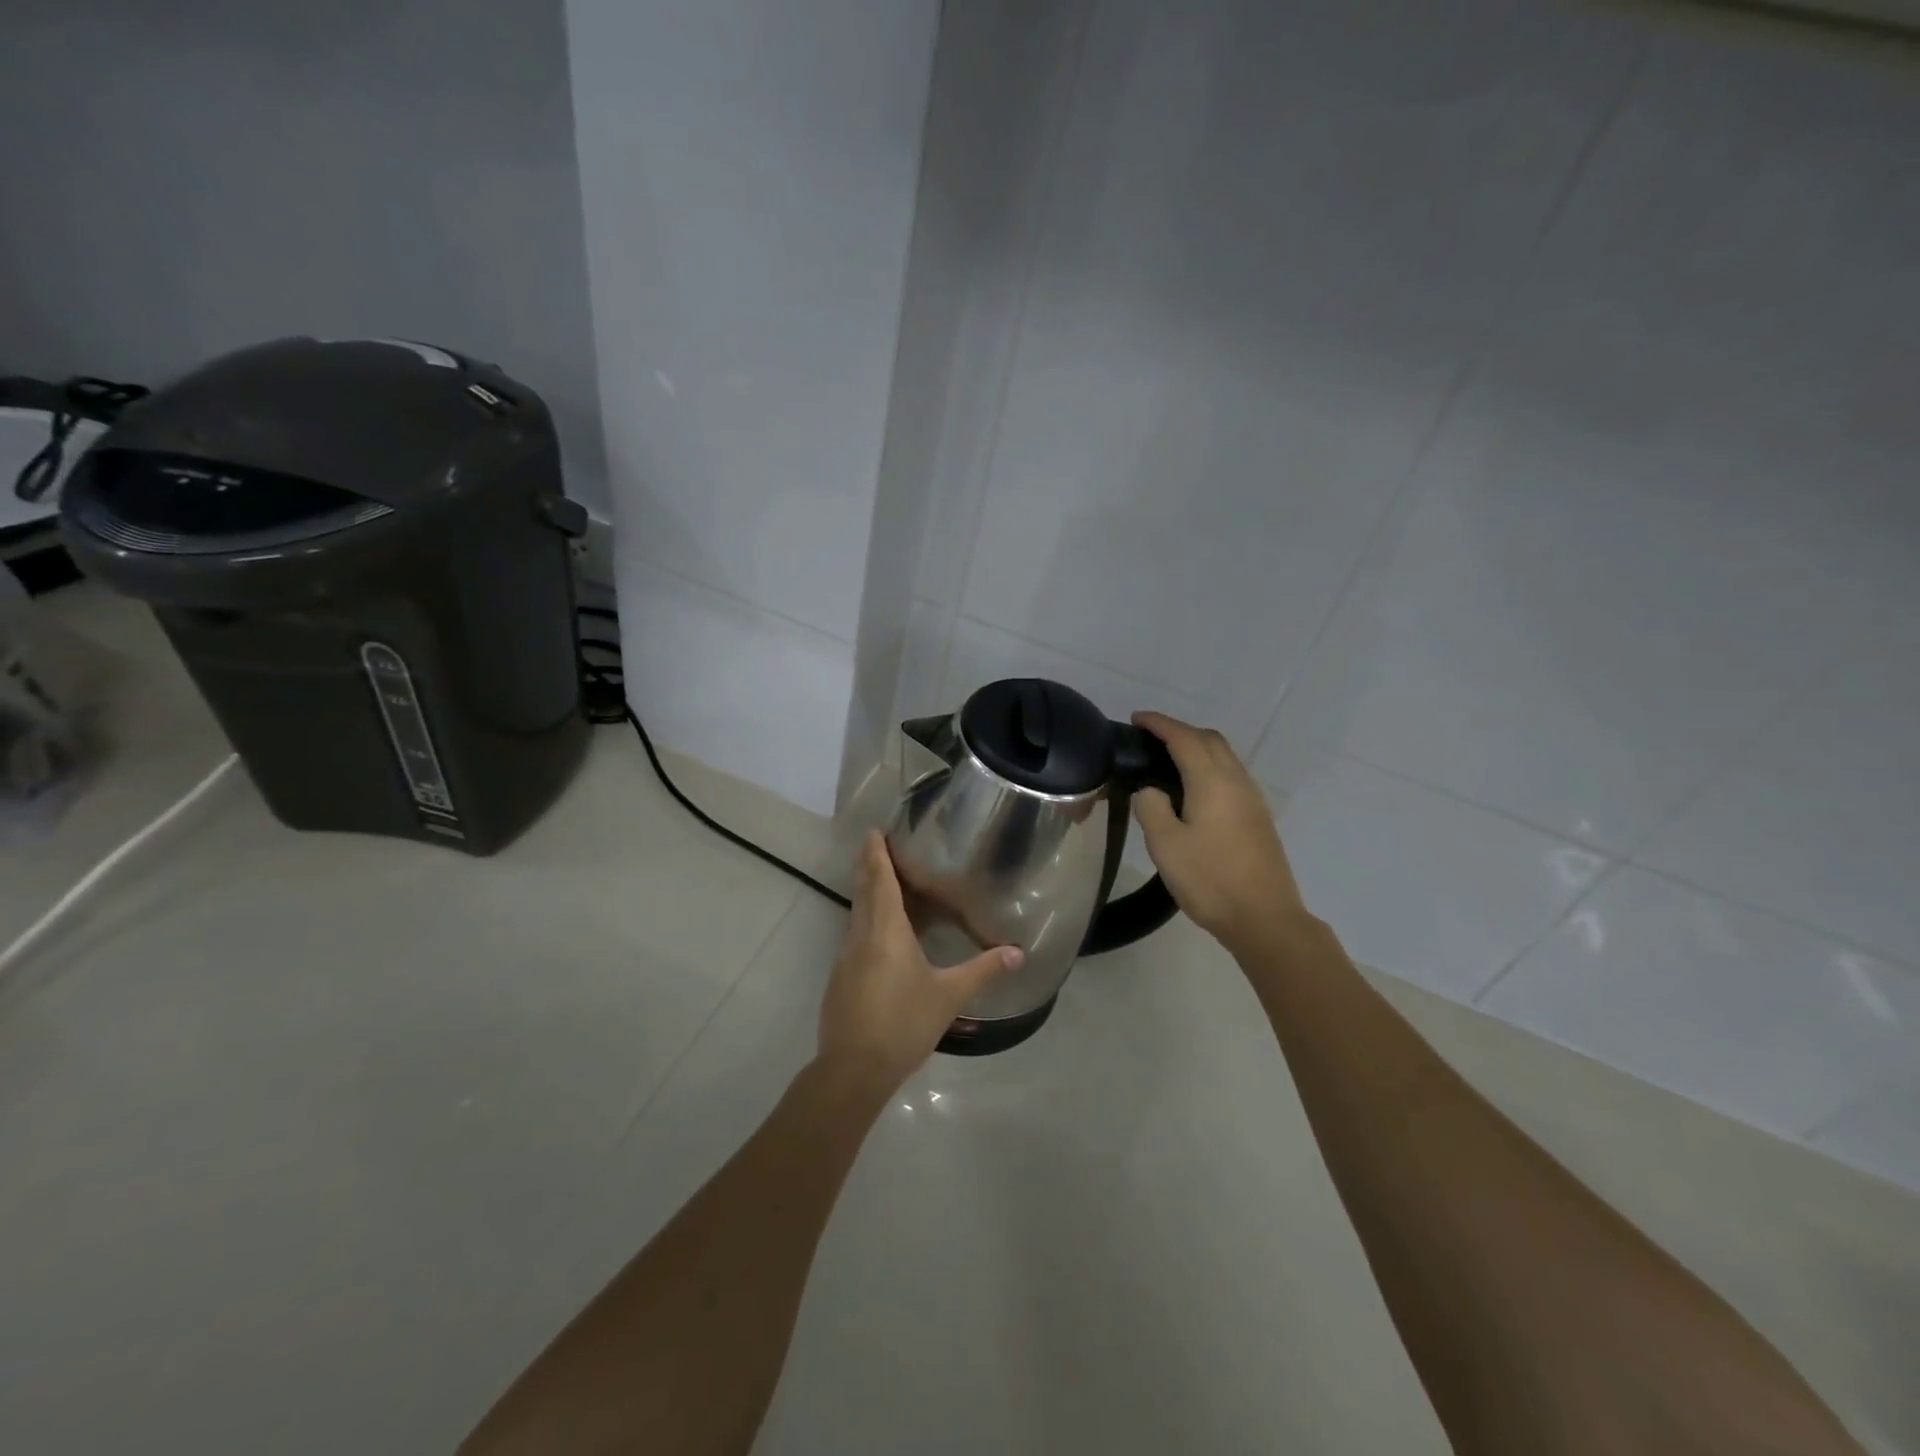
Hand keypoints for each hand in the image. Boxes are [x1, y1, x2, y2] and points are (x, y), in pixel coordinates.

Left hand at [816, 831, 1024, 1096]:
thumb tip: (1017, 952)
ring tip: (885, 883)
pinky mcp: (841, 979)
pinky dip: (867, 922)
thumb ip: (983, 971)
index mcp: (885, 930)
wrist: (853, 1069)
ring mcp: (846, 958)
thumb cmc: (903, 1022)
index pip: (880, 880)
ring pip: (857, 915)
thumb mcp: (949, 996)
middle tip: (876, 845)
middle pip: (864, 892)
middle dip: (869, 866)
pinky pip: (856, 937)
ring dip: (868, 894)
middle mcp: (861, 936)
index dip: (876, 854)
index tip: (873, 831)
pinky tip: (882, 936)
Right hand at [1130, 712, 1310, 955]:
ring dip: (1197, 747)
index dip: (1160, 724)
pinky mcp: (1258, 817)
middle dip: (1180, 730)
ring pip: (1225, 756)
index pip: (1184, 738)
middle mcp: (1237, 781)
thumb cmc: (1210, 880)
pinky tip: (1194, 789)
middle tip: (1150, 738)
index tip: (1137, 718)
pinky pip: (1231, 775)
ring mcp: (1252, 799)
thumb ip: (1151, 807)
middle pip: (1210, 739)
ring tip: (1168, 760)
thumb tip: (1151, 789)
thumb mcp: (1165, 845)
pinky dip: (1209, 766)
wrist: (1265, 919)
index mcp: (1212, 782)